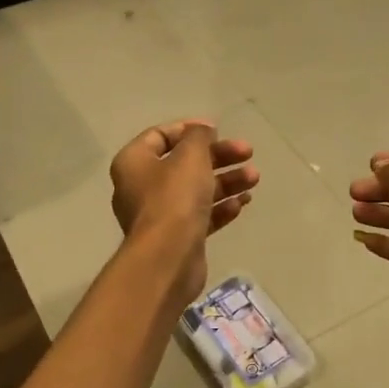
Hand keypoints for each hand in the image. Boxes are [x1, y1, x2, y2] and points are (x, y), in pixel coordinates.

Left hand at [110, 120, 258, 303]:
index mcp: (134, 162)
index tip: (218, 130)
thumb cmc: (174, 197)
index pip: (160, 136)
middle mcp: (142, 187)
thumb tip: (202, 130)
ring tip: (254, 179)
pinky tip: (242, 204)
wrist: (168, 258)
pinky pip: (201, 215)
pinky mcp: (177, 237)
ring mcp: (159, 215)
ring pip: (196, 190)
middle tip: (248, 153)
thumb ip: (199, 136)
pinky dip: (220, 207)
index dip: (190, 129)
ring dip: (226, 181)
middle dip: (218, 157)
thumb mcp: (190, 156)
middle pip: (184, 163)